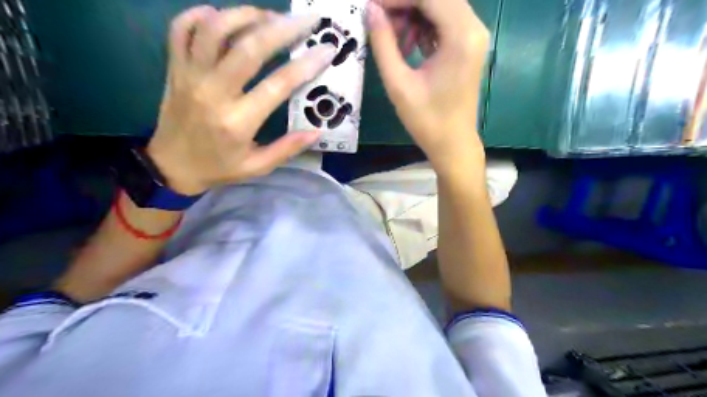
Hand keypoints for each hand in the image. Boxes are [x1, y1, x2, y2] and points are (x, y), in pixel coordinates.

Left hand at [146, 5, 336, 193]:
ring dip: (245, 15)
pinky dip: (200, 15)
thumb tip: (318, 131)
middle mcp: (213, 93)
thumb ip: (287, 148)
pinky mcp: (174, 68)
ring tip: (269, 16)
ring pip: (214, 30)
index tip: (327, 50)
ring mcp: (189, 76)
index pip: (277, 85)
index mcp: (237, 122)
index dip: (305, 65)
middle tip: (306, 20)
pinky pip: (180, 30)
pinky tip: (222, 16)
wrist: (171, 167)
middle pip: (248, 48)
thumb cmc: (219, 168)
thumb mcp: (257, 167)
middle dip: (282, 28)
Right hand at [367, 0, 489, 174]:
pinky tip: (408, 47)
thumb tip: (370, 10)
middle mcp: (474, 28)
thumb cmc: (426, 120)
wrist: (452, 144)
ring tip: (394, 41)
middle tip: (380, 25)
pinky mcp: (469, 46)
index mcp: (460, 36)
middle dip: (405, 6)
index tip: (371, 7)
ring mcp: (474, 37)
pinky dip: (424, 28)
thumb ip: (383, 44)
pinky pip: (444, 22)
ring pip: (440, 7)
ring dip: (413, 16)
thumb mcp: (398, 84)